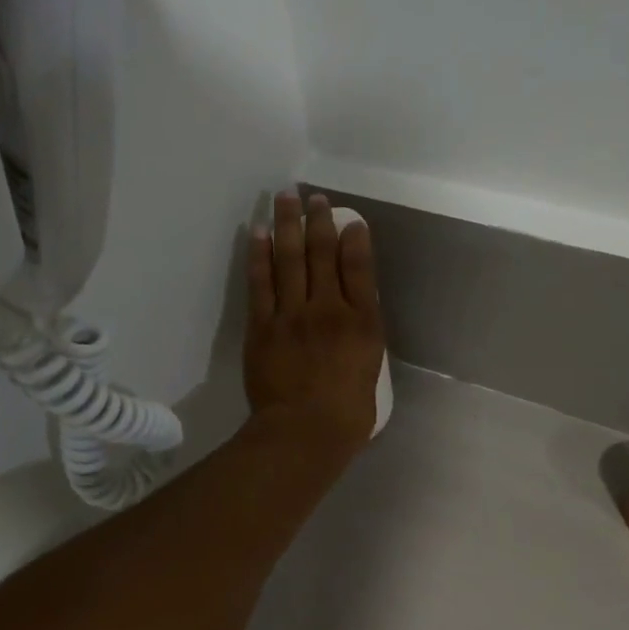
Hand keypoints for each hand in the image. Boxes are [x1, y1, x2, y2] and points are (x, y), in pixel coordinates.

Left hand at [245, 191, 386, 451]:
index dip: (354, 240)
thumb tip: (352, 316)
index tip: (350, 220)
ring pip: (290, 259)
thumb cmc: (346, 415)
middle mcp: (329, 309)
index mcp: (362, 323)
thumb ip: (362, 338)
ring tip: (285, 198)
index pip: (360, 269)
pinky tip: (258, 233)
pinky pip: (260, 282)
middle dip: (318, 221)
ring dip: (288, 225)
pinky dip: (259, 255)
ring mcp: (293, 315)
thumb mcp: (370, 371)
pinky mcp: (263, 326)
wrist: (304, 432)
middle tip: (312, 197)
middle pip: (323, 255)